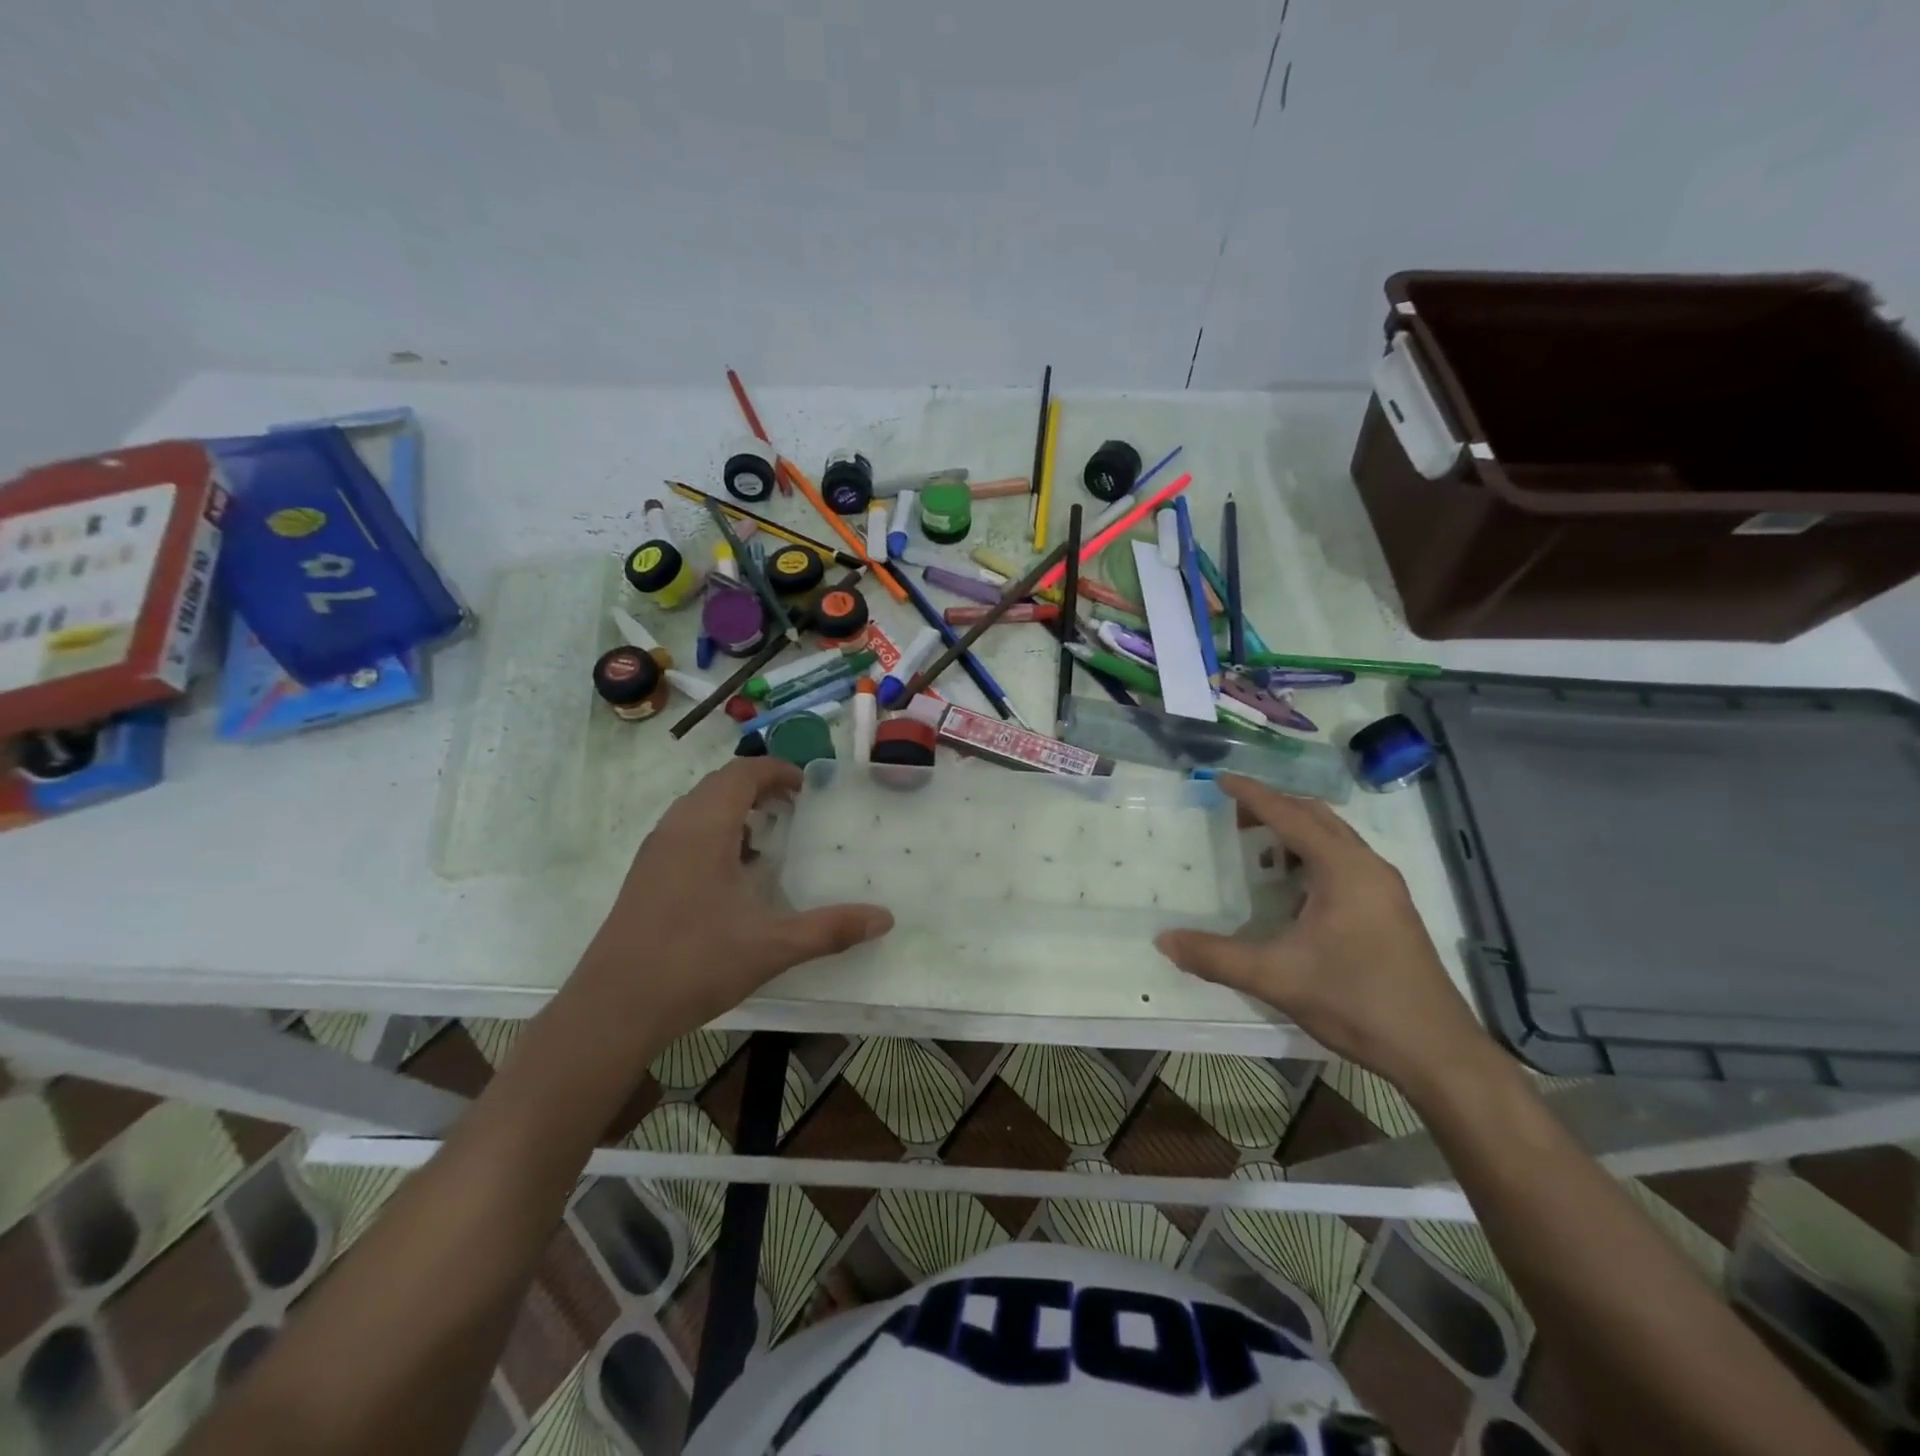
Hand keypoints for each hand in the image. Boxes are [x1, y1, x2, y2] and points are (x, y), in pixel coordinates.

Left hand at [573, 759, 893, 1045]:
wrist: (612, 1010)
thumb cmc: (693, 965)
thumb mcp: (771, 947)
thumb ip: (830, 929)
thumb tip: (885, 918)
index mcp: (703, 830)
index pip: (742, 774)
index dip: (777, 771)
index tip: (808, 786)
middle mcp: (675, 829)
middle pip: (719, 784)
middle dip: (759, 786)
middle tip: (796, 808)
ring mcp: (654, 853)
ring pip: (698, 808)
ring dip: (735, 808)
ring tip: (769, 837)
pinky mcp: (644, 876)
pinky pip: (684, 832)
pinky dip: (715, 832)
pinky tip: (734, 874)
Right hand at [1155, 775, 1487, 1092]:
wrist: (1436, 1051)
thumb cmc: (1355, 1001)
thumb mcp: (1276, 978)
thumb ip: (1215, 956)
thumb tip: (1163, 940)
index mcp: (1343, 869)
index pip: (1289, 815)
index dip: (1252, 794)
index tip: (1219, 780)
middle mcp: (1368, 867)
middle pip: (1316, 817)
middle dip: (1274, 807)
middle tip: (1234, 814)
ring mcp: (1385, 888)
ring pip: (1335, 839)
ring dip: (1296, 833)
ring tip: (1259, 851)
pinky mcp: (1391, 910)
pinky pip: (1345, 862)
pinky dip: (1313, 857)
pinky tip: (1294, 891)